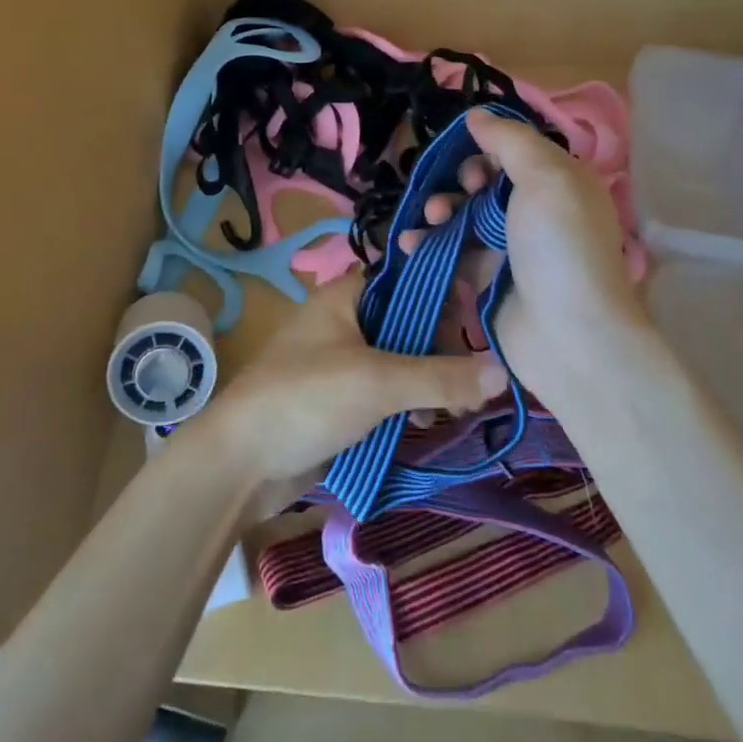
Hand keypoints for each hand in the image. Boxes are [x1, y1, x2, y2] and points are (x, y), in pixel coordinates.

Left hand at [191, 276, 508, 502]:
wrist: (240, 462)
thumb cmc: (306, 399)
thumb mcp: (377, 382)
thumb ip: (440, 376)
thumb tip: (503, 371)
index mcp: (345, 296)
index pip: (406, 278)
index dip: (443, 292)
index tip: (479, 319)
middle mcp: (345, 321)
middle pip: (408, 322)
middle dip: (443, 349)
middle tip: (477, 380)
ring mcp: (342, 363)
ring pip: (400, 361)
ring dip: (430, 382)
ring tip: (461, 410)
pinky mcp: (341, 401)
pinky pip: (386, 393)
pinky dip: (409, 404)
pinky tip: (426, 426)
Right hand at [397, 108, 645, 402]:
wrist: (568, 337)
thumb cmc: (559, 246)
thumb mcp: (545, 178)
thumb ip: (510, 141)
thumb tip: (477, 113)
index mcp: (558, 182)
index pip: (515, 151)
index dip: (487, 150)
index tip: (471, 161)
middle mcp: (535, 210)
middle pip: (484, 182)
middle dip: (460, 182)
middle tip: (454, 195)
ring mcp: (510, 247)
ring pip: (463, 215)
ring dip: (439, 210)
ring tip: (430, 219)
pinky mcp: (487, 278)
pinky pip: (451, 250)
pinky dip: (428, 244)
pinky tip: (407, 242)